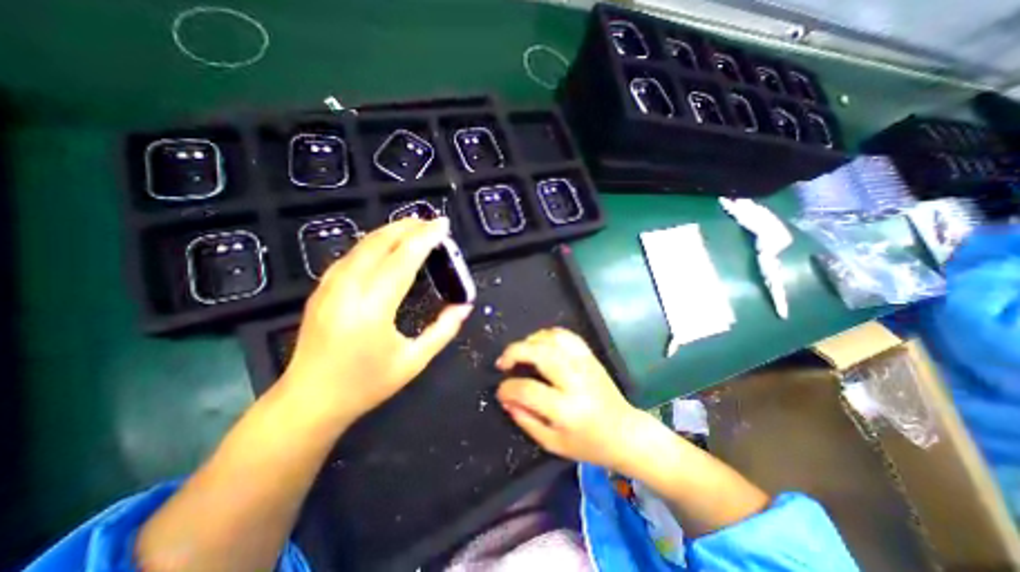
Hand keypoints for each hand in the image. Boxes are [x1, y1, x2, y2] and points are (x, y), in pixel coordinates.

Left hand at [281, 216, 472, 426]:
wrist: (309, 401)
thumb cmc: (365, 385)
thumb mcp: (413, 361)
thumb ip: (443, 330)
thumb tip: (464, 306)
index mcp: (373, 307)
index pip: (403, 259)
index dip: (425, 238)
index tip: (443, 224)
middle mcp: (348, 288)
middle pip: (380, 243)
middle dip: (408, 227)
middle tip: (431, 223)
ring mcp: (329, 286)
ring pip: (363, 245)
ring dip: (390, 231)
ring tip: (413, 229)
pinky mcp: (322, 289)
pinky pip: (352, 255)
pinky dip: (374, 243)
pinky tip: (386, 245)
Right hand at [491, 329, 634, 470]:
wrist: (625, 432)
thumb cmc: (589, 444)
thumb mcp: (553, 444)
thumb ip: (525, 420)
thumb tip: (506, 398)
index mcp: (566, 409)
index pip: (527, 389)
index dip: (507, 389)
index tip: (501, 392)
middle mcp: (575, 380)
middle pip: (539, 353)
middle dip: (514, 352)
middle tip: (503, 363)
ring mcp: (584, 364)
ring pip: (552, 338)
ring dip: (530, 341)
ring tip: (521, 354)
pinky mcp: (590, 356)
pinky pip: (566, 335)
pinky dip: (548, 335)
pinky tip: (540, 345)